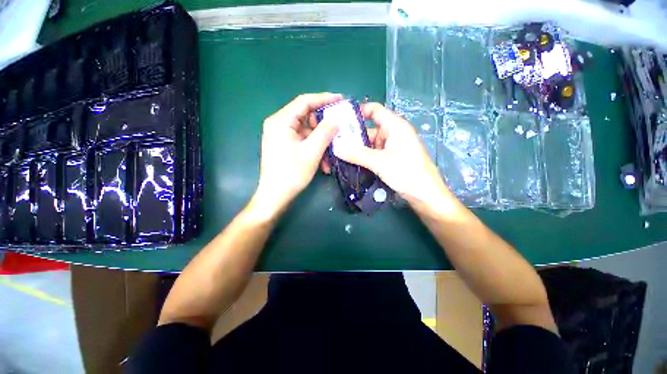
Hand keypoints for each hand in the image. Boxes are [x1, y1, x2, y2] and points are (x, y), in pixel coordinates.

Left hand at [252, 93, 341, 217]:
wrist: (275, 196)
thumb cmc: (292, 173)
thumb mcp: (312, 151)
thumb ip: (325, 132)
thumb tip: (337, 119)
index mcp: (281, 121)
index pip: (304, 102)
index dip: (324, 99)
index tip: (341, 99)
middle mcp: (279, 125)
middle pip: (306, 117)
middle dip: (324, 126)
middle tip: (340, 130)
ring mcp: (281, 136)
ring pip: (307, 132)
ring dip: (321, 142)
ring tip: (333, 154)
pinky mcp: (285, 146)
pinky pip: (303, 142)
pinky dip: (314, 149)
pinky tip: (324, 163)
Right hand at [332, 103, 449, 205]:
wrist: (425, 194)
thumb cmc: (406, 173)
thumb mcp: (379, 162)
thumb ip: (356, 154)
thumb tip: (335, 147)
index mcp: (395, 126)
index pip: (374, 110)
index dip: (358, 112)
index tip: (341, 122)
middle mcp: (393, 133)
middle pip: (369, 128)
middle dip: (353, 135)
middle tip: (335, 142)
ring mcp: (392, 146)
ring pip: (370, 142)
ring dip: (357, 148)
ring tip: (339, 153)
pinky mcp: (391, 157)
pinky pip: (374, 152)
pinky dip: (364, 155)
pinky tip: (351, 161)